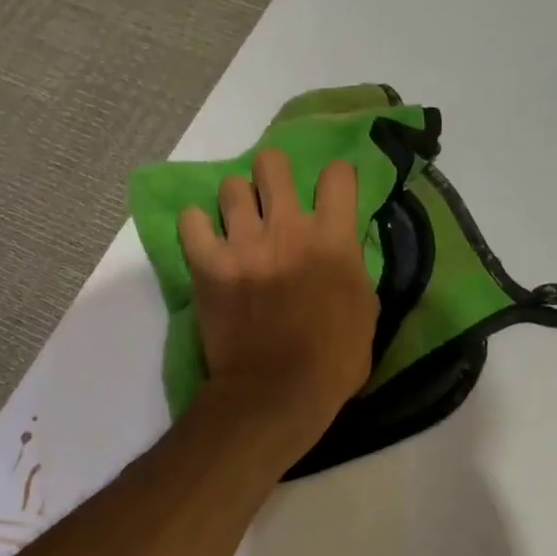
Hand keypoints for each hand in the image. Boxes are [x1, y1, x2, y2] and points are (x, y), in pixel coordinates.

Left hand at [179, 147, 376, 448]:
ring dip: (236, 203)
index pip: (337, 175)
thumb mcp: (366, 314)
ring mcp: (243, 243)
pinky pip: (190, 221)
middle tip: (273, 201)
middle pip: (272, 163)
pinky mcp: (208, 265)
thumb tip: (342, 254)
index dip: (335, 181)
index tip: (331, 197)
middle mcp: (287, 228)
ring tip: (238, 227)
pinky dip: (197, 228)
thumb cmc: (333, 361)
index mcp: (333, 240)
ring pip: (230, 186)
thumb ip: (353, 271)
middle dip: (273, 175)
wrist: (278, 393)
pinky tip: (207, 243)